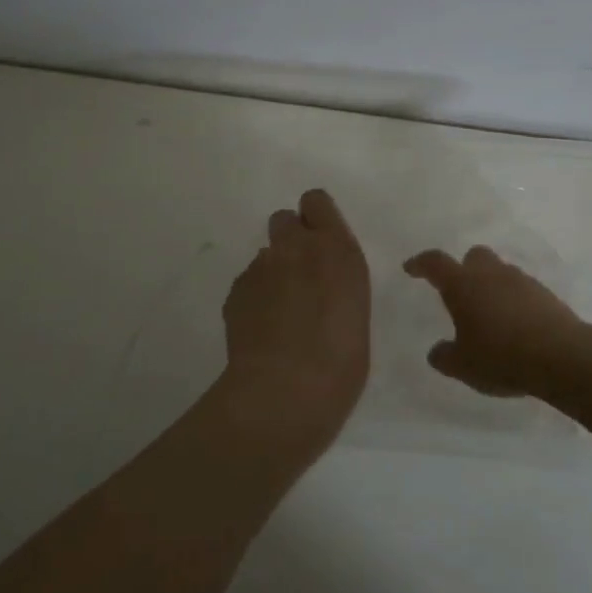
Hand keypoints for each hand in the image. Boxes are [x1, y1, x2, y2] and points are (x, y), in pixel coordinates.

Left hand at [221, 189, 370, 448]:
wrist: (285, 391)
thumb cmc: (340, 362)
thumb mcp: (356, 311)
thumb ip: (337, 282)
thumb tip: (319, 283)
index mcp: (336, 249)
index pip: (316, 201)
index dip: (315, 217)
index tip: (320, 242)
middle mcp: (296, 247)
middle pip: (284, 219)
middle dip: (290, 240)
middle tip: (299, 276)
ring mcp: (261, 267)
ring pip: (265, 255)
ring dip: (272, 273)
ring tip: (279, 314)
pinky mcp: (236, 290)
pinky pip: (248, 283)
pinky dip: (254, 298)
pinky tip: (261, 331)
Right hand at [403, 245, 591, 396]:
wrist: (563, 357)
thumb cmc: (502, 356)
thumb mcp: (463, 365)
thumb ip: (445, 356)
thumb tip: (437, 351)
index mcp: (463, 284)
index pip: (435, 262)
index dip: (420, 263)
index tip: (411, 268)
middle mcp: (491, 274)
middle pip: (474, 256)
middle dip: (464, 268)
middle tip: (460, 291)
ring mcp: (522, 281)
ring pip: (500, 272)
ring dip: (492, 285)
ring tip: (490, 314)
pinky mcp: (546, 295)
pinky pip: (522, 290)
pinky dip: (514, 301)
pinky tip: (515, 325)